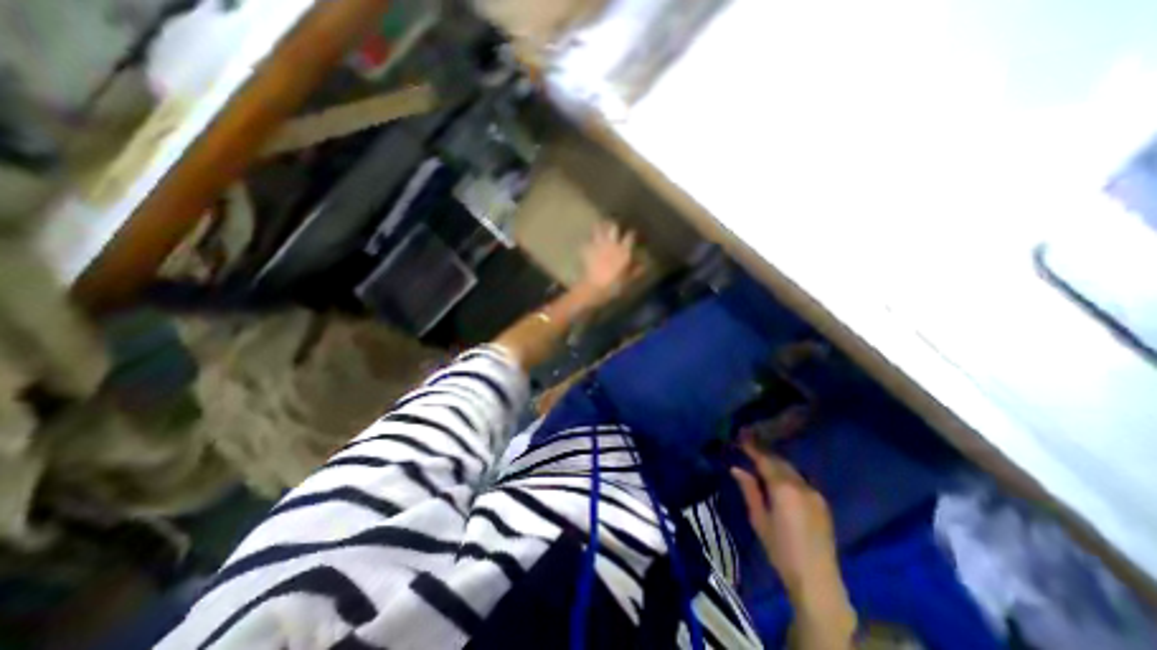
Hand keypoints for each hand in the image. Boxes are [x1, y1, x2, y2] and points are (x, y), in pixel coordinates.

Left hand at [577, 220, 642, 305]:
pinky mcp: (587, 250)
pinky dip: (587, 241)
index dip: (632, 233)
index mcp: (623, 250)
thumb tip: (644, 265)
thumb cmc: (614, 284)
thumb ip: (635, 271)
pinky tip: (587, 242)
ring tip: (600, 225)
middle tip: (614, 225)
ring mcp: (598, 246)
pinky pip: (587, 242)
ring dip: (600, 227)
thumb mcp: (627, 279)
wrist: (594, 286)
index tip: (633, 233)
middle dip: (614, 225)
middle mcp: (612, 244)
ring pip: (599, 230)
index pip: (630, 236)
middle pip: (614, 228)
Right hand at [731, 437, 841, 597]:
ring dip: (776, 462)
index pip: (764, 460)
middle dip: (764, 453)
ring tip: (760, 459)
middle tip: (748, 447)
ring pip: (791, 469)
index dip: (752, 448)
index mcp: (783, 489)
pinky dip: (787, 473)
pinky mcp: (822, 503)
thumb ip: (749, 490)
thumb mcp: (759, 519)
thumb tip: (736, 469)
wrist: (818, 581)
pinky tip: (779, 477)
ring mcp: (814, 493)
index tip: (740, 439)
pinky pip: (800, 480)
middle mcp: (801, 486)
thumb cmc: (781, 550)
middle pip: (779, 461)